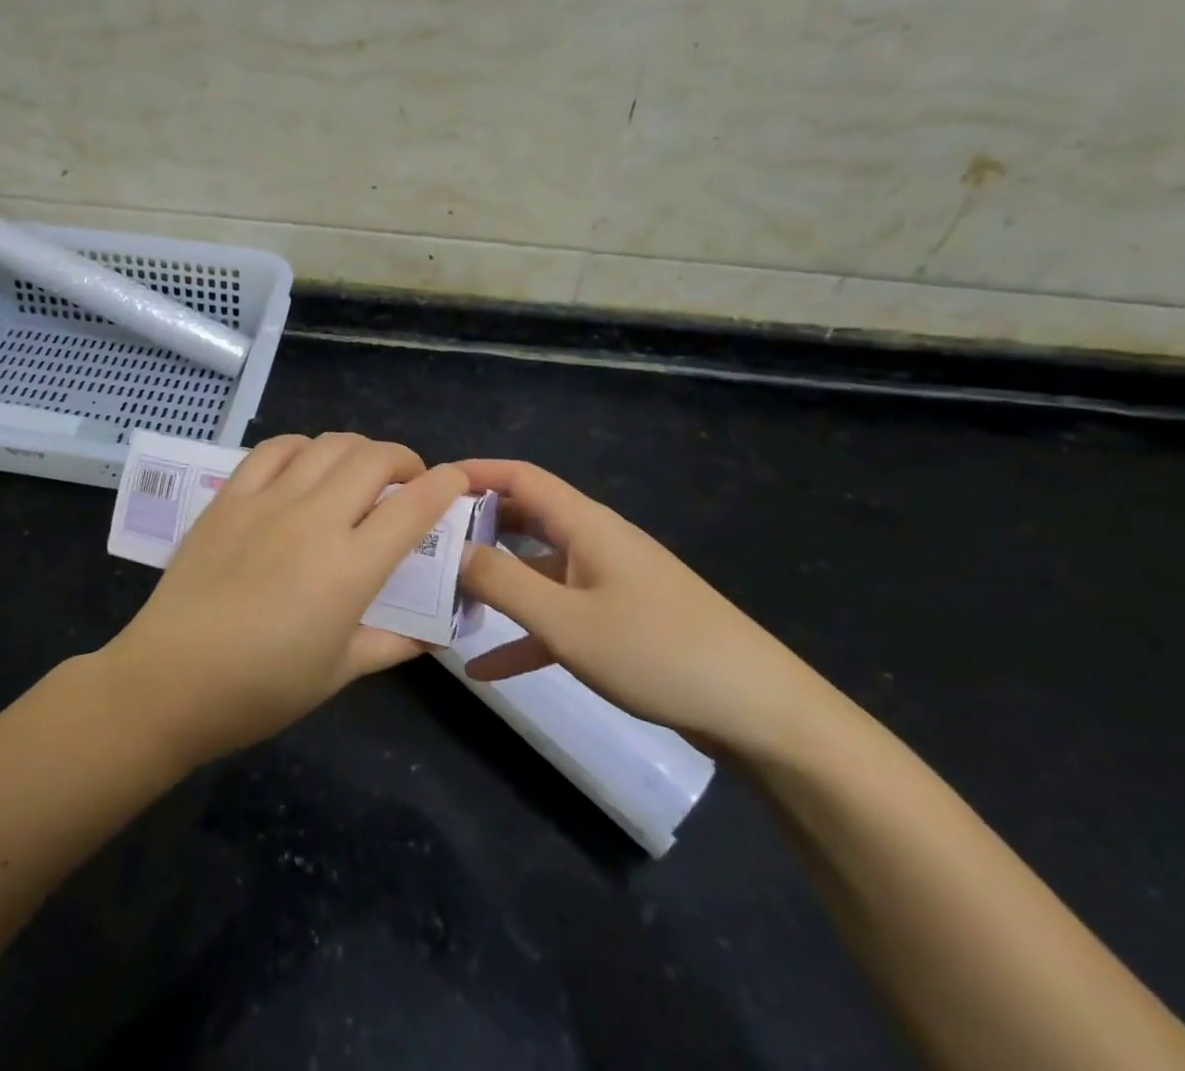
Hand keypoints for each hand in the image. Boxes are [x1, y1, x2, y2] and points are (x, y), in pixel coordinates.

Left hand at [100, 433, 466, 767]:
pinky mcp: (231, 496)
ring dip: (358, 450)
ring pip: (329, 444)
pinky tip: (307, 465)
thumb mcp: (339, 673)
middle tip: (407, 483)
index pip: (414, 506)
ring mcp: (269, 501)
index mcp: (350, 567)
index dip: (446, 485)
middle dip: (405, 460)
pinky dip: (304, 446)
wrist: (169, 680)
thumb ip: (393, 644)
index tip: (458, 482)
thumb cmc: (261, 688)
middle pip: (375, 459)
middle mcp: (315, 519)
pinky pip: (275, 448)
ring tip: (360, 473)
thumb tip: (435, 635)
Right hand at [456, 460, 828, 755]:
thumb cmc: (657, 652)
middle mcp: (594, 542)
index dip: (473, 474)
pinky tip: (487, 668)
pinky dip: (524, 633)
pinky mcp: (619, 621)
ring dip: (495, 583)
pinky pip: (559, 615)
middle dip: (475, 527)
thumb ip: (503, 582)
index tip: (426, 488)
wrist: (758, 711)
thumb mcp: (567, 622)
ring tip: (445, 600)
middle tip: (425, 545)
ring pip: (538, 569)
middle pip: (525, 518)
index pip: (520, 476)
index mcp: (585, 524)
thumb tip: (451, 551)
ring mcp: (608, 582)